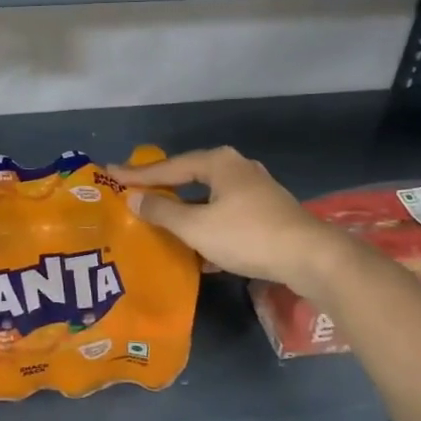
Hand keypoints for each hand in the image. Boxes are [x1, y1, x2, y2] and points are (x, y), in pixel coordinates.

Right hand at [109, 147, 348, 297]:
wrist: (310, 257)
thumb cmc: (247, 235)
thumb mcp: (196, 227)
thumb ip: (162, 212)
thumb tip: (134, 199)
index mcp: (218, 162)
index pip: (169, 167)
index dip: (138, 174)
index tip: (110, 173)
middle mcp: (237, 168)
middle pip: (190, 177)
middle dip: (163, 189)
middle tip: (135, 193)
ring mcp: (256, 190)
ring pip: (209, 198)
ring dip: (186, 211)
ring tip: (161, 221)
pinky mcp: (267, 213)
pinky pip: (226, 214)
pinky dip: (207, 227)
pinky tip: (198, 252)